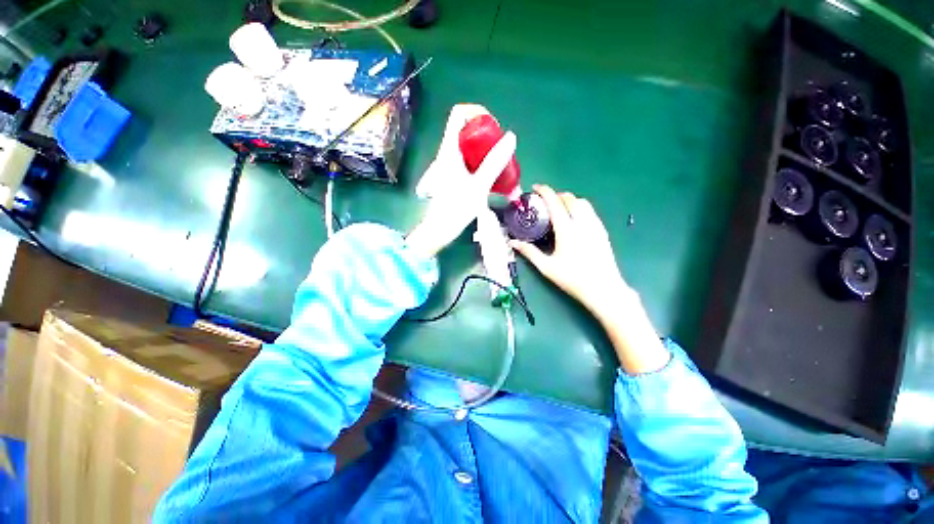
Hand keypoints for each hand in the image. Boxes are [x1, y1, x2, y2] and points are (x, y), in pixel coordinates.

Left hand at [406, 104, 516, 258]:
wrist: (439, 230)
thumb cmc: (457, 208)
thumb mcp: (479, 185)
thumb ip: (494, 162)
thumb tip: (511, 137)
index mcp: (450, 150)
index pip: (459, 114)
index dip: (477, 112)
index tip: (493, 127)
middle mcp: (448, 153)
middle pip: (467, 130)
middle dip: (487, 135)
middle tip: (502, 149)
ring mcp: (450, 165)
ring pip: (470, 147)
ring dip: (487, 151)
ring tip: (502, 165)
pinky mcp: (453, 176)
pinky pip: (469, 161)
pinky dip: (483, 164)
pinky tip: (494, 178)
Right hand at [509, 185, 631, 319]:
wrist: (603, 289)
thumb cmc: (572, 279)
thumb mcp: (546, 267)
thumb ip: (529, 252)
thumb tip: (513, 242)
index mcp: (567, 230)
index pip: (555, 202)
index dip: (544, 191)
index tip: (535, 188)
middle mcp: (582, 223)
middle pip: (570, 198)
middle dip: (556, 195)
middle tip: (545, 202)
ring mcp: (595, 226)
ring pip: (583, 202)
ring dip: (569, 200)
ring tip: (559, 209)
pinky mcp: (602, 231)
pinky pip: (590, 211)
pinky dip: (580, 208)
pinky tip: (574, 220)